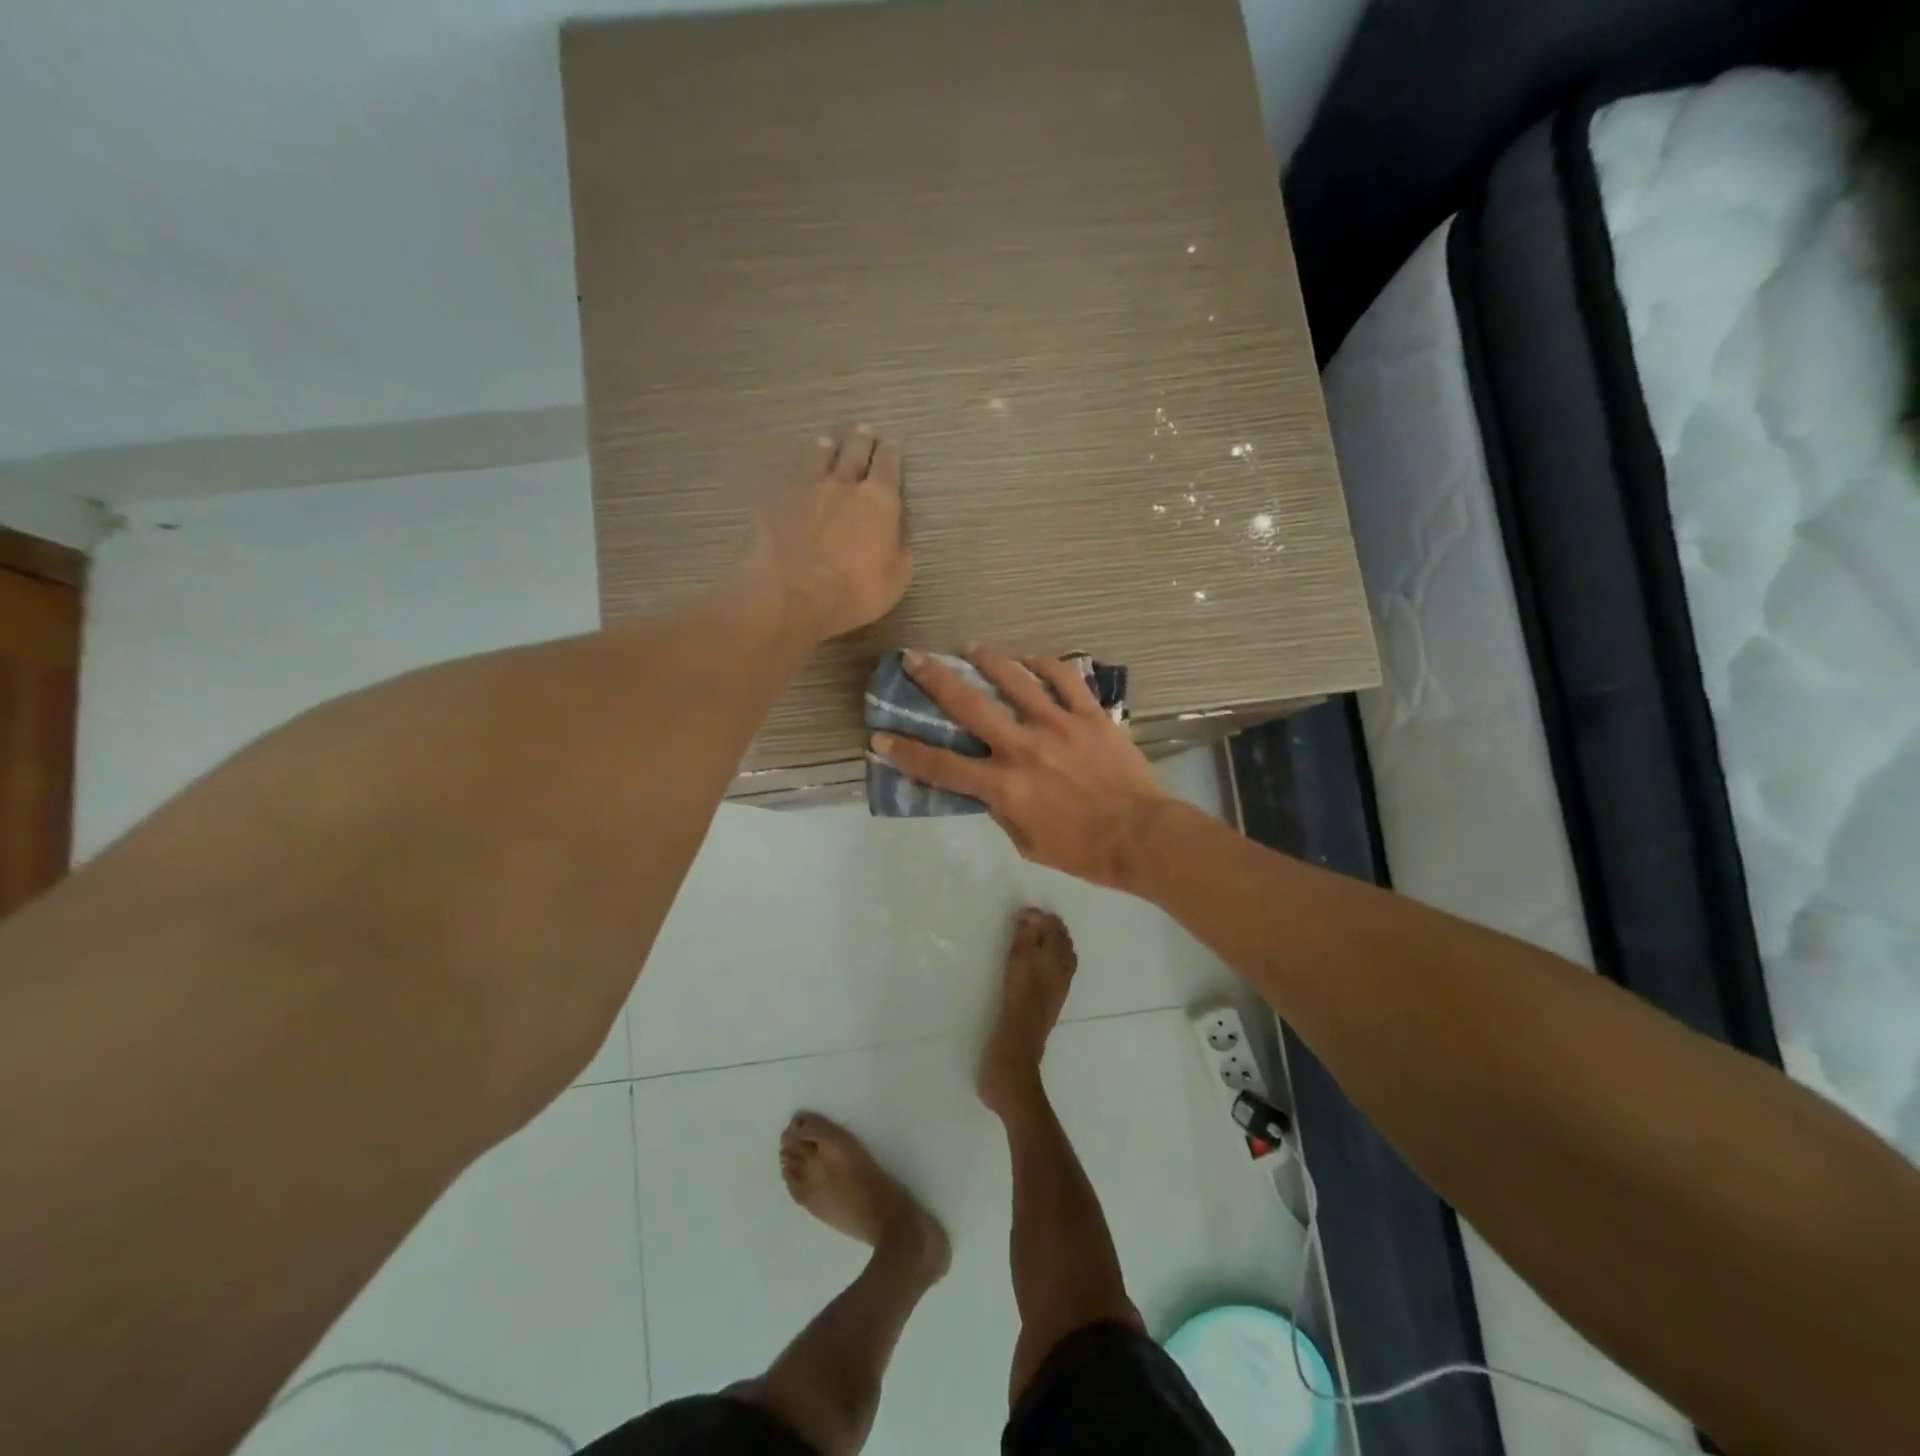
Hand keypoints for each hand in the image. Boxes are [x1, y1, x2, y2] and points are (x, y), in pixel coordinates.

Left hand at [743, 425, 910, 642]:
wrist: (795, 596)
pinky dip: (794, 475)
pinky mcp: (776, 502)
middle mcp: (843, 485)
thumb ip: (899, 553)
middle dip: (862, 441)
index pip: (888, 466)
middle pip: (854, 453)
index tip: (892, 443)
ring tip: (827, 442)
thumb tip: (896, 541)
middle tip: (864, 430)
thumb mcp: (895, 579)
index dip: (891, 453)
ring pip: (819, 459)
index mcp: (879, 501)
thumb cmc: (856, 591)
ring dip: (826, 449)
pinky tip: (791, 476)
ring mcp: (806, 489)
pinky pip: (788, 480)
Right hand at [872, 647, 1172, 888]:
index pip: (941, 767)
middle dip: (934, 680)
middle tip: (913, 659)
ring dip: (987, 660)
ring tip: (971, 647)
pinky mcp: (1090, 715)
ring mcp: (1057, 725)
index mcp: (1003, 786)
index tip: (881, 735)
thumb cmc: (1082, 851)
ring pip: (1014, 680)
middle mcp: (1022, 748)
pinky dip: (1045, 664)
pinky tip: (1030, 660)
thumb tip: (987, 785)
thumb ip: (1001, 810)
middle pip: (968, 707)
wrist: (1141, 837)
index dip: (906, 752)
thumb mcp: (1027, 844)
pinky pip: (1064, 678)